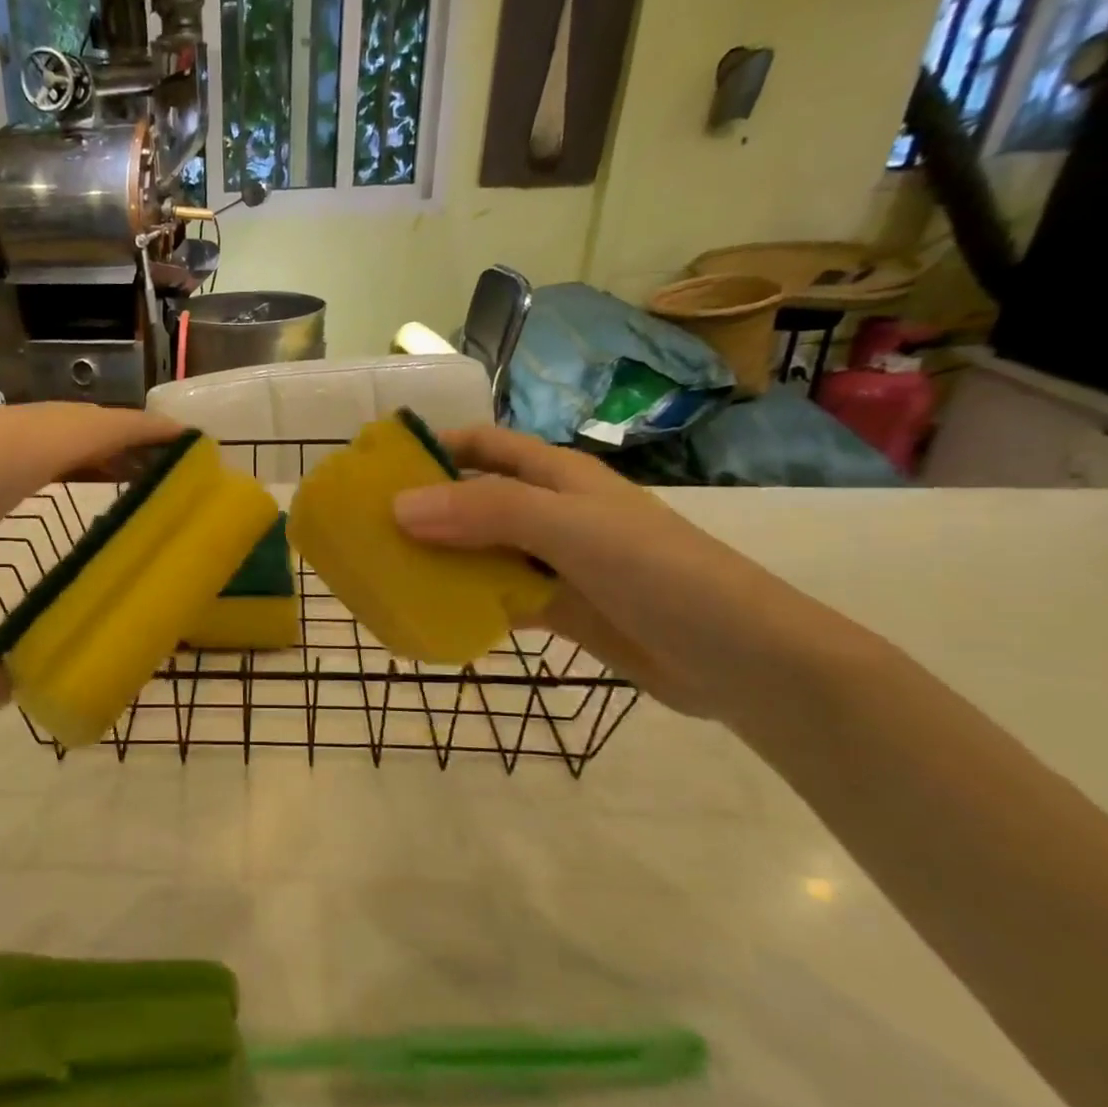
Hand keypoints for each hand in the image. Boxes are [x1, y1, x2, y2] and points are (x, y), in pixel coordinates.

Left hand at [0, 403, 179, 705]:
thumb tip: (0, 700)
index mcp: (13, 453)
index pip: (105, 428)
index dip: (153, 432)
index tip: (194, 442)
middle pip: (80, 426)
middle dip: (127, 446)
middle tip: (163, 479)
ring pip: (39, 432)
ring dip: (80, 452)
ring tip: (110, 485)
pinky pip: (4, 443)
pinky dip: (38, 460)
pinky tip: (23, 493)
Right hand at [391, 426, 833, 721]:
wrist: (742, 661)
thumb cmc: (661, 575)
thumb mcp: (571, 531)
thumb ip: (487, 513)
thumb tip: (398, 507)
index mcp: (557, 477)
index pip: (482, 445)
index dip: (432, 447)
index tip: (376, 468)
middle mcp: (552, 513)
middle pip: (474, 499)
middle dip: (423, 509)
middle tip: (366, 531)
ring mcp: (556, 563)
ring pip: (481, 552)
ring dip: (440, 559)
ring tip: (386, 574)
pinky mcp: (561, 610)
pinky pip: (499, 597)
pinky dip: (467, 602)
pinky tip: (432, 615)